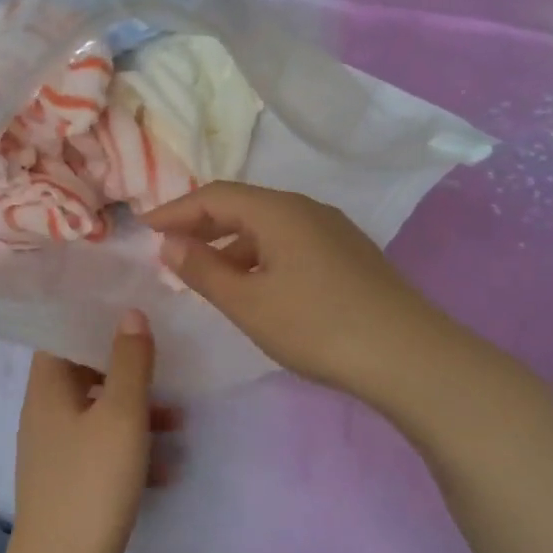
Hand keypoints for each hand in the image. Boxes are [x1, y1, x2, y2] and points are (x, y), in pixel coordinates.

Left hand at [11, 310, 180, 552]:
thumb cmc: (92, 481)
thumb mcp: (121, 414)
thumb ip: (129, 361)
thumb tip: (130, 313)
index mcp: (47, 388)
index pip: (62, 337)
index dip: (93, 322)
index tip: (131, 315)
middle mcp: (43, 413)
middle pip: (83, 374)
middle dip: (126, 371)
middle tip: (164, 367)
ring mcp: (53, 451)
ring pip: (97, 414)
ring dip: (135, 412)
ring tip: (178, 421)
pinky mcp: (66, 482)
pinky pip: (100, 450)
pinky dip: (129, 449)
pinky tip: (165, 469)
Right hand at [144, 183, 449, 405]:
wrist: (408, 356)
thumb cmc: (316, 326)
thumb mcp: (248, 302)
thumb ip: (203, 270)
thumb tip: (168, 243)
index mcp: (279, 211)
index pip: (215, 196)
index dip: (176, 209)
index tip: (144, 227)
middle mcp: (307, 209)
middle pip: (243, 206)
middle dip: (202, 225)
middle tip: (169, 249)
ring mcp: (333, 231)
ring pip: (268, 227)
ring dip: (231, 244)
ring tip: (206, 272)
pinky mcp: (349, 256)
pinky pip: (290, 243)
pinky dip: (260, 256)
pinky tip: (255, 285)